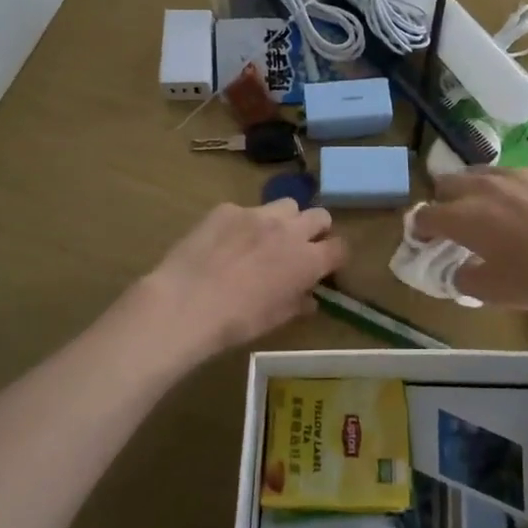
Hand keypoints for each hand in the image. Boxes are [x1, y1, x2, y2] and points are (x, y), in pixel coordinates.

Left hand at [146, 199, 346, 355]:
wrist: (186, 303)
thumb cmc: (237, 321)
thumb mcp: (275, 319)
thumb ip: (297, 303)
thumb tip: (309, 298)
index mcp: (308, 260)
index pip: (340, 247)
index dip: (335, 256)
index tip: (325, 266)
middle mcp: (290, 230)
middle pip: (320, 216)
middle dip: (315, 230)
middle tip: (299, 247)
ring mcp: (258, 214)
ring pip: (286, 205)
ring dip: (284, 220)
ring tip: (264, 238)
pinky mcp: (228, 209)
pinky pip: (245, 210)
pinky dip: (243, 224)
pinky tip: (224, 242)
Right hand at [411, 168, 527, 313]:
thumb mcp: (493, 292)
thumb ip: (463, 278)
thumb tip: (458, 268)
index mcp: (465, 216)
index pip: (426, 215)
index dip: (419, 228)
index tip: (423, 238)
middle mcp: (483, 187)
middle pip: (447, 183)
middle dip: (442, 202)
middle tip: (453, 224)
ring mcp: (515, 175)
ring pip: (479, 173)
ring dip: (472, 190)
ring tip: (486, 211)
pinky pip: (511, 175)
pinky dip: (505, 189)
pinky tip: (523, 209)